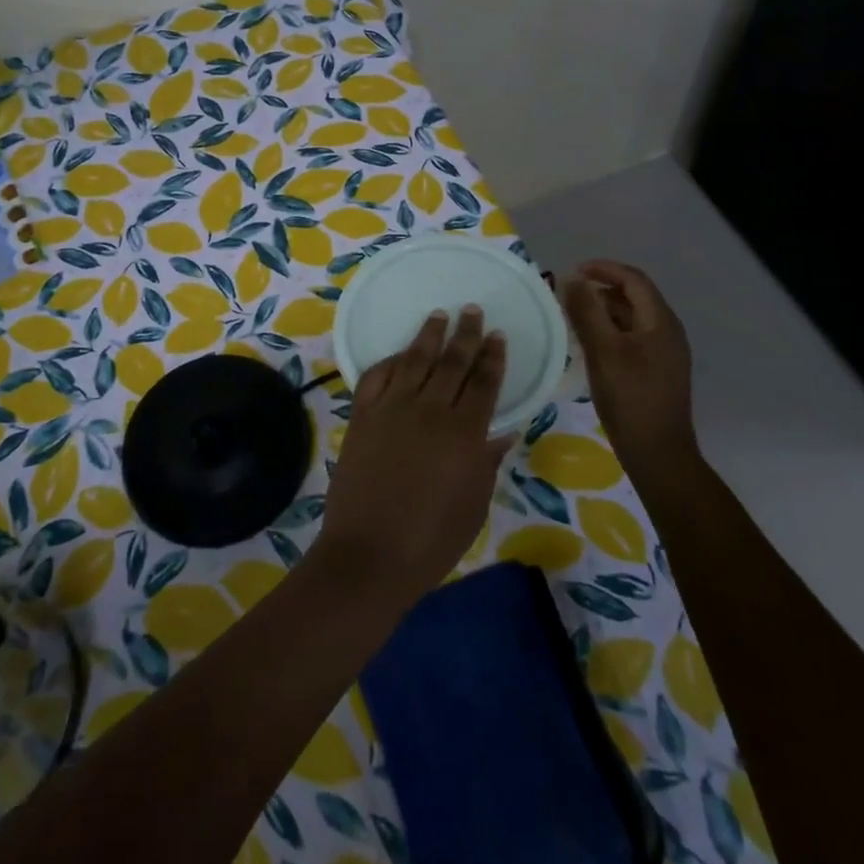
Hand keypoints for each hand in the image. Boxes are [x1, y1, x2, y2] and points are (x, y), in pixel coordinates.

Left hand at [314, 307, 510, 606]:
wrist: (369, 554)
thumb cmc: (431, 540)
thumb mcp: (473, 505)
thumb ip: (486, 463)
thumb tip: (502, 432)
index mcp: (465, 433)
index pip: (484, 383)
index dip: (493, 357)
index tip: (498, 336)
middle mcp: (430, 410)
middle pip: (452, 362)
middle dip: (465, 334)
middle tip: (472, 310)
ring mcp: (392, 409)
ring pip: (414, 360)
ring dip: (428, 336)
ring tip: (439, 316)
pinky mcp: (362, 416)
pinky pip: (377, 376)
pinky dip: (390, 361)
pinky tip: (399, 354)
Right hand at [564, 261, 697, 467]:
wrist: (657, 452)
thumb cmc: (630, 398)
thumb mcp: (603, 351)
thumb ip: (587, 311)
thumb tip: (572, 279)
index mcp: (660, 322)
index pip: (634, 280)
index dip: (604, 269)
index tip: (572, 271)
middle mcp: (667, 332)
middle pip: (634, 297)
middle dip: (600, 289)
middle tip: (567, 295)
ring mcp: (664, 353)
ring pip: (631, 319)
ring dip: (602, 311)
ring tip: (571, 316)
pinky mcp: (656, 371)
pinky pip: (631, 338)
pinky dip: (609, 331)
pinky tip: (588, 345)